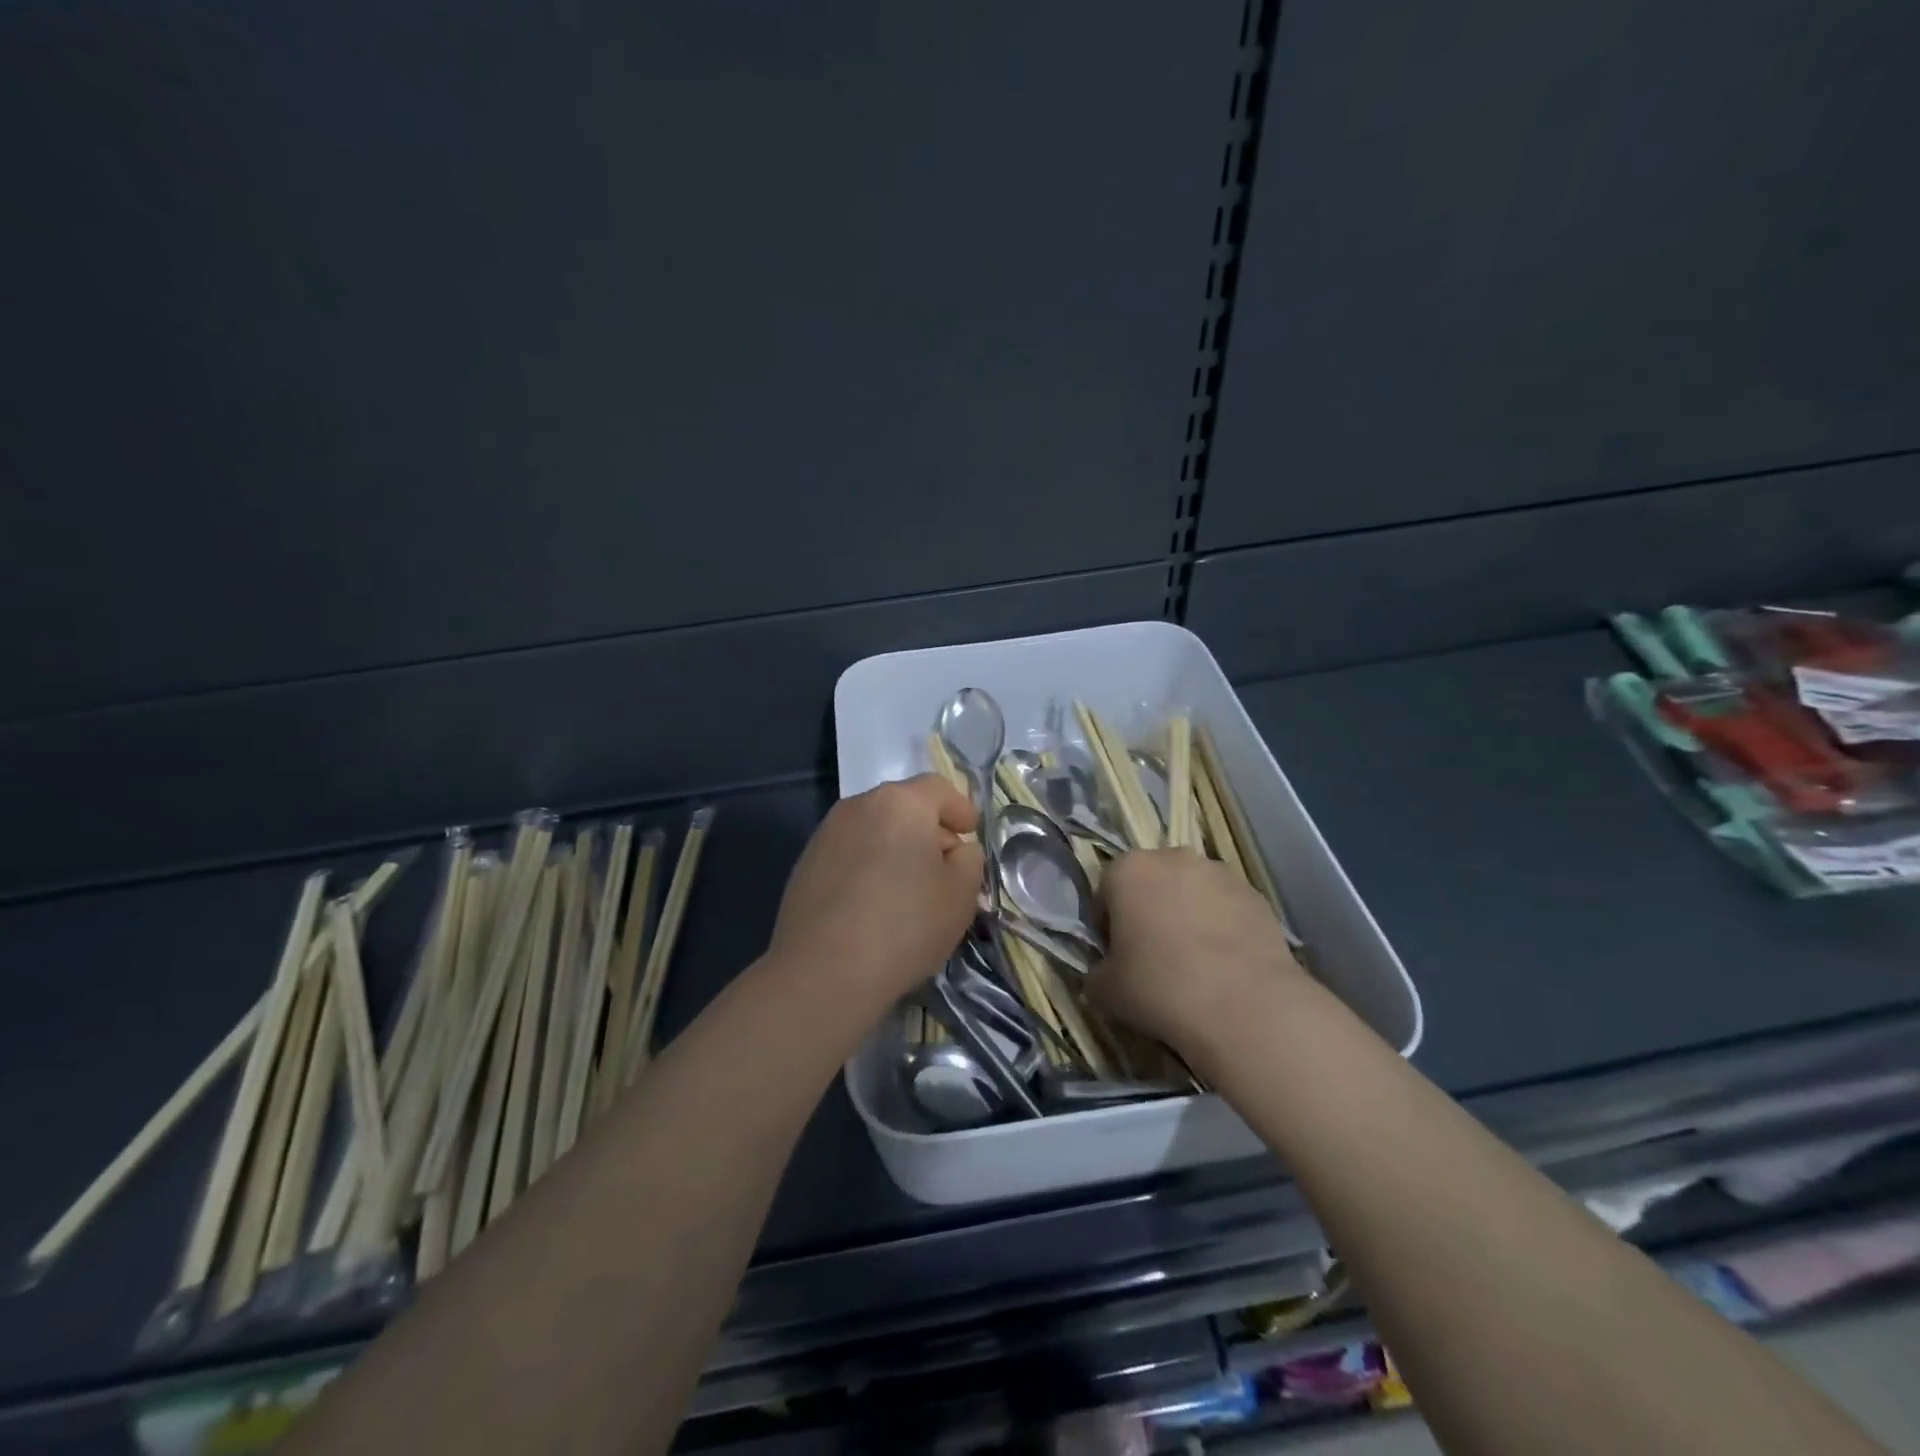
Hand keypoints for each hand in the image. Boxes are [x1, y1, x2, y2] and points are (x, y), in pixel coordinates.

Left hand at [769, 775, 984, 1008]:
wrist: (823, 972)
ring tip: (909, 890)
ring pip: (875, 830)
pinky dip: (869, 867)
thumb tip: (955, 850)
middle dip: (929, 831)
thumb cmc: (904, 926)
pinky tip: (874, 905)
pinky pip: (850, 854)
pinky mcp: (806, 865)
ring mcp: (826, 834)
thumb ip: (969, 860)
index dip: (960, 809)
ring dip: (896, 849)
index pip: (939, 788)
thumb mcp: (961, 894)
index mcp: (900, 803)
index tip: (970, 834)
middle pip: (904, 807)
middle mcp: (859, 806)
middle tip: (945, 868)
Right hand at [1090, 849, 1304, 1059]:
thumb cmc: (1160, 987)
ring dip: (1187, 916)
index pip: (1106, 892)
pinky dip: (1221, 928)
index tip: (1117, 957)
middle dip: (1149, 912)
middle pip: (1151, 884)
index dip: (1108, 926)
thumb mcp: (1105, 990)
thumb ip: (1097, 974)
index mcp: (1128, 870)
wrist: (1245, 1006)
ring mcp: (1220, 873)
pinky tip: (1224, 967)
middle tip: (1154, 958)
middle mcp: (1173, 858)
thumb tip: (1103, 976)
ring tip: (1195, 964)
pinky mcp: (1256, 895)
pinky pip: (1226, 908)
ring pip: (1191, 892)